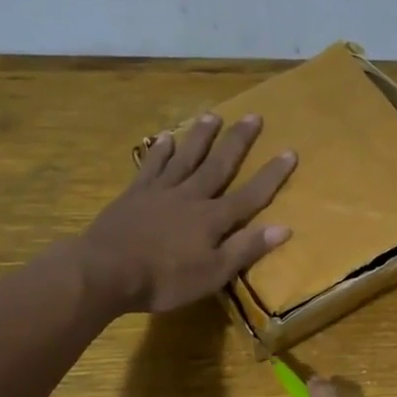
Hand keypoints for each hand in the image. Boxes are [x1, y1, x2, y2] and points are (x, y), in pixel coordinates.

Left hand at [81, 114, 295, 313]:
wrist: (107, 271)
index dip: (272, 175)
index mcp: (213, 219)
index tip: (290, 151)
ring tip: (213, 115)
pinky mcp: (135, 194)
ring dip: (201, 136)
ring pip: (186, 157)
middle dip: (238, 142)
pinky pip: (152, 166)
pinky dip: (161, 151)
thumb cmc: (165, 280)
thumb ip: (246, 248)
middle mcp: (191, 197)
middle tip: (253, 116)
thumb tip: (284, 227)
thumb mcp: (213, 273)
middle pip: (219, 165)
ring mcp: (161, 192)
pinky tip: (166, 138)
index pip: (251, 195)